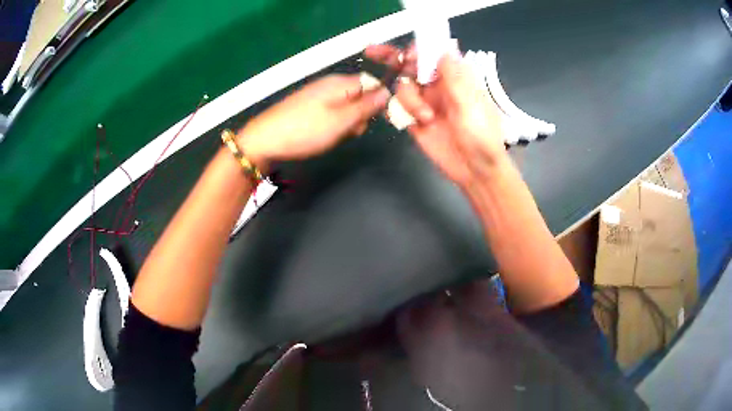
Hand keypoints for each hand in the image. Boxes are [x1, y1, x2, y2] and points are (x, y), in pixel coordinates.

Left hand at [237, 74, 390, 167]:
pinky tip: (323, 136)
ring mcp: (319, 96)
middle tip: (348, 131)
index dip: (378, 102)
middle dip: (361, 116)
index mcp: (340, 83)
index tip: (375, 120)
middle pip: (360, 97)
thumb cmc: (305, 130)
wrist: (264, 140)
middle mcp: (331, 85)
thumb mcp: (341, 120)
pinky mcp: (310, 108)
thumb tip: (388, 92)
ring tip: (334, 135)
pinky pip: (332, 114)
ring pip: (347, 108)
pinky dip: (333, 126)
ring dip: (347, 124)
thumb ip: (367, 106)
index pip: (373, 84)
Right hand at [365, 44, 506, 187]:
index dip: (417, 49)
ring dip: (409, 99)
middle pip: (410, 65)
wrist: (475, 171)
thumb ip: (455, 78)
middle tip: (372, 51)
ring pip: (402, 87)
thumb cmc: (481, 137)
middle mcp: (437, 85)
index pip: (433, 54)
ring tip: (426, 118)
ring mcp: (425, 102)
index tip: (407, 55)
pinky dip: (397, 110)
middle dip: (393, 58)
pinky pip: (397, 108)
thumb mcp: (471, 105)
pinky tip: (410, 119)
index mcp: (455, 77)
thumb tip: (444, 49)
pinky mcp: (414, 120)